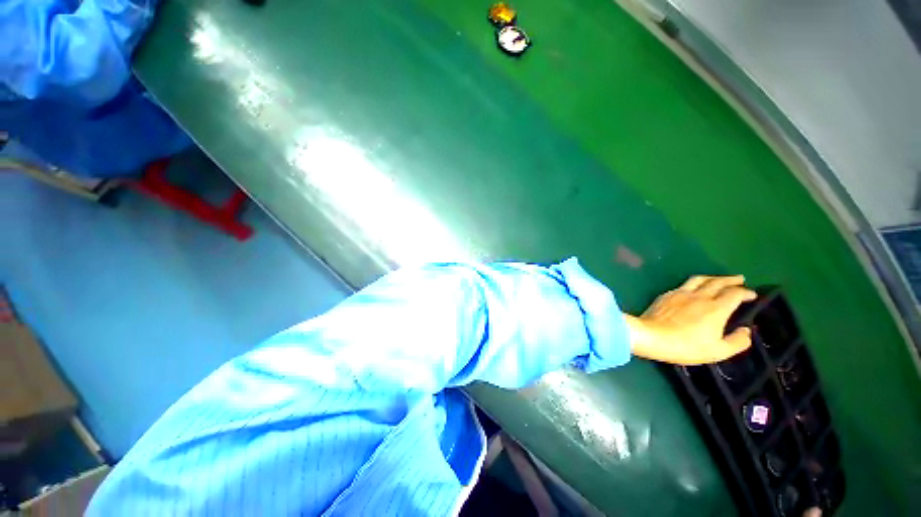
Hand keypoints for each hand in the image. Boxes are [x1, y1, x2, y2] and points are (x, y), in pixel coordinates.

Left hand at [625, 275, 756, 364]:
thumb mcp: (715, 352)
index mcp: (717, 308)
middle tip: (741, 279)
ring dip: (716, 277)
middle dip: (733, 281)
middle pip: (721, 282)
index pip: (735, 295)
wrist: (653, 337)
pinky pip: (688, 283)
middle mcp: (704, 295)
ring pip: (705, 279)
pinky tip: (695, 286)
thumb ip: (734, 343)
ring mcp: (686, 292)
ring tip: (721, 279)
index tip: (752, 294)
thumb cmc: (686, 346)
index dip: (746, 293)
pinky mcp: (671, 293)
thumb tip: (747, 332)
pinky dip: (697, 282)